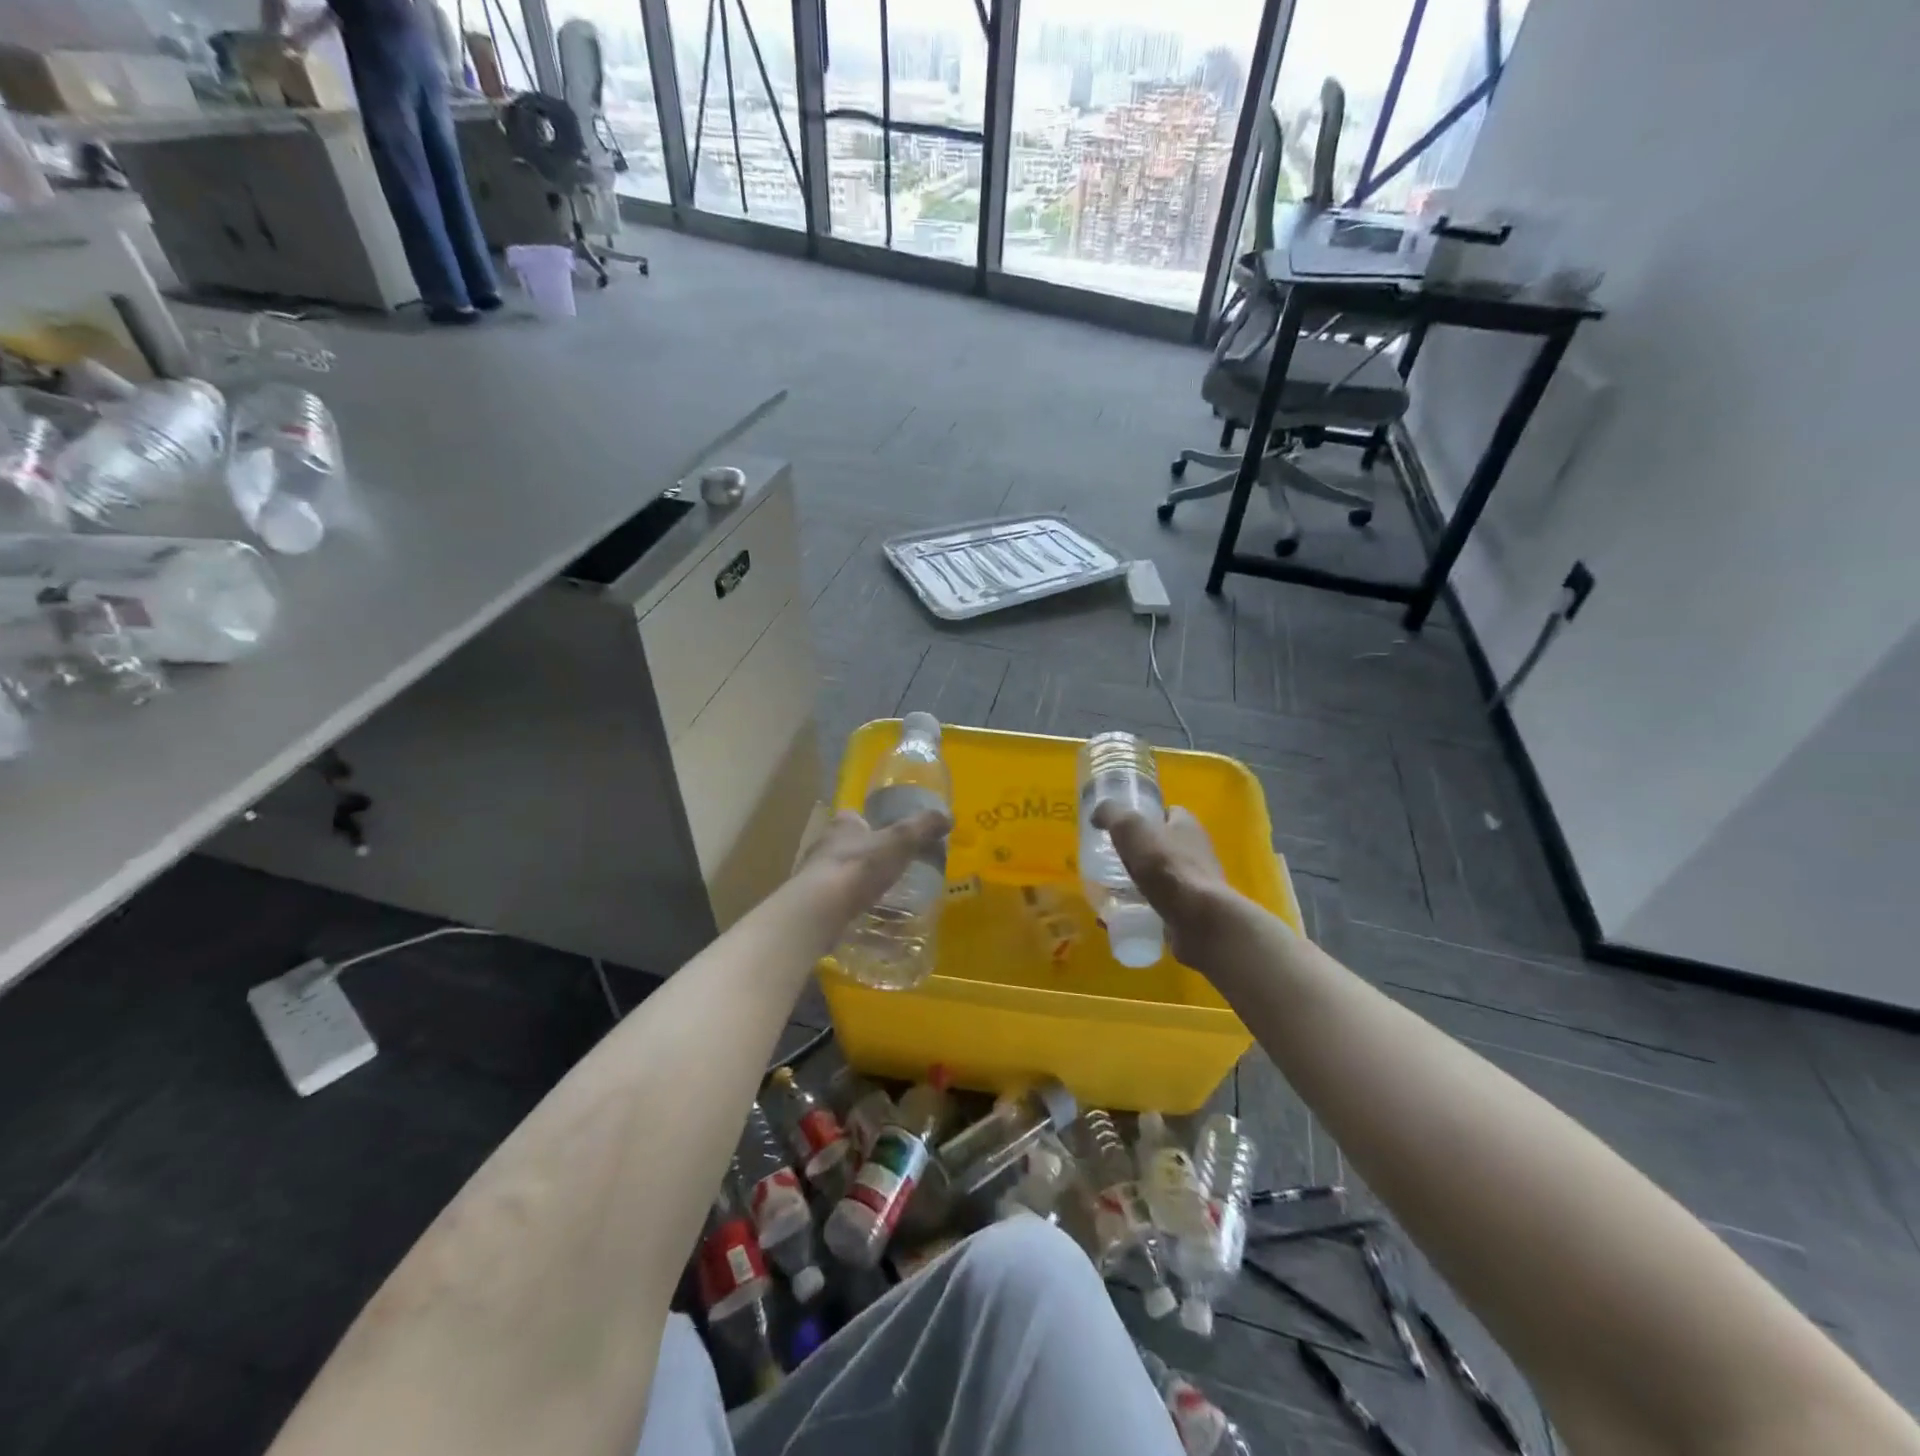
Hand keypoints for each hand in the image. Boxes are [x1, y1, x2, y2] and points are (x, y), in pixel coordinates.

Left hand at [792, 806, 950, 928]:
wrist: (820, 910)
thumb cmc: (859, 866)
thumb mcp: (900, 841)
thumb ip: (923, 827)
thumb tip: (948, 817)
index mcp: (842, 826)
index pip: (854, 817)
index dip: (871, 823)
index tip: (890, 835)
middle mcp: (825, 848)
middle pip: (849, 847)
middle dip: (869, 857)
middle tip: (896, 869)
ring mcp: (817, 880)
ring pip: (844, 878)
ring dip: (863, 887)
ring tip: (890, 901)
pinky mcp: (816, 908)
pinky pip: (842, 908)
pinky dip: (859, 915)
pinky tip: (877, 930)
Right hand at [1092, 803, 1248, 966]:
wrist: (1196, 918)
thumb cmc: (1164, 865)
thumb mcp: (1130, 827)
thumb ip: (1111, 814)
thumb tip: (1097, 815)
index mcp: (1187, 825)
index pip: (1167, 813)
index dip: (1145, 816)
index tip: (1121, 827)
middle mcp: (1196, 851)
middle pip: (1163, 845)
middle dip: (1139, 852)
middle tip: (1111, 860)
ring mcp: (1195, 883)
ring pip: (1161, 877)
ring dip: (1139, 883)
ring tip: (1111, 890)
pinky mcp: (1191, 912)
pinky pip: (1161, 906)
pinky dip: (1142, 909)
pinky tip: (1121, 917)